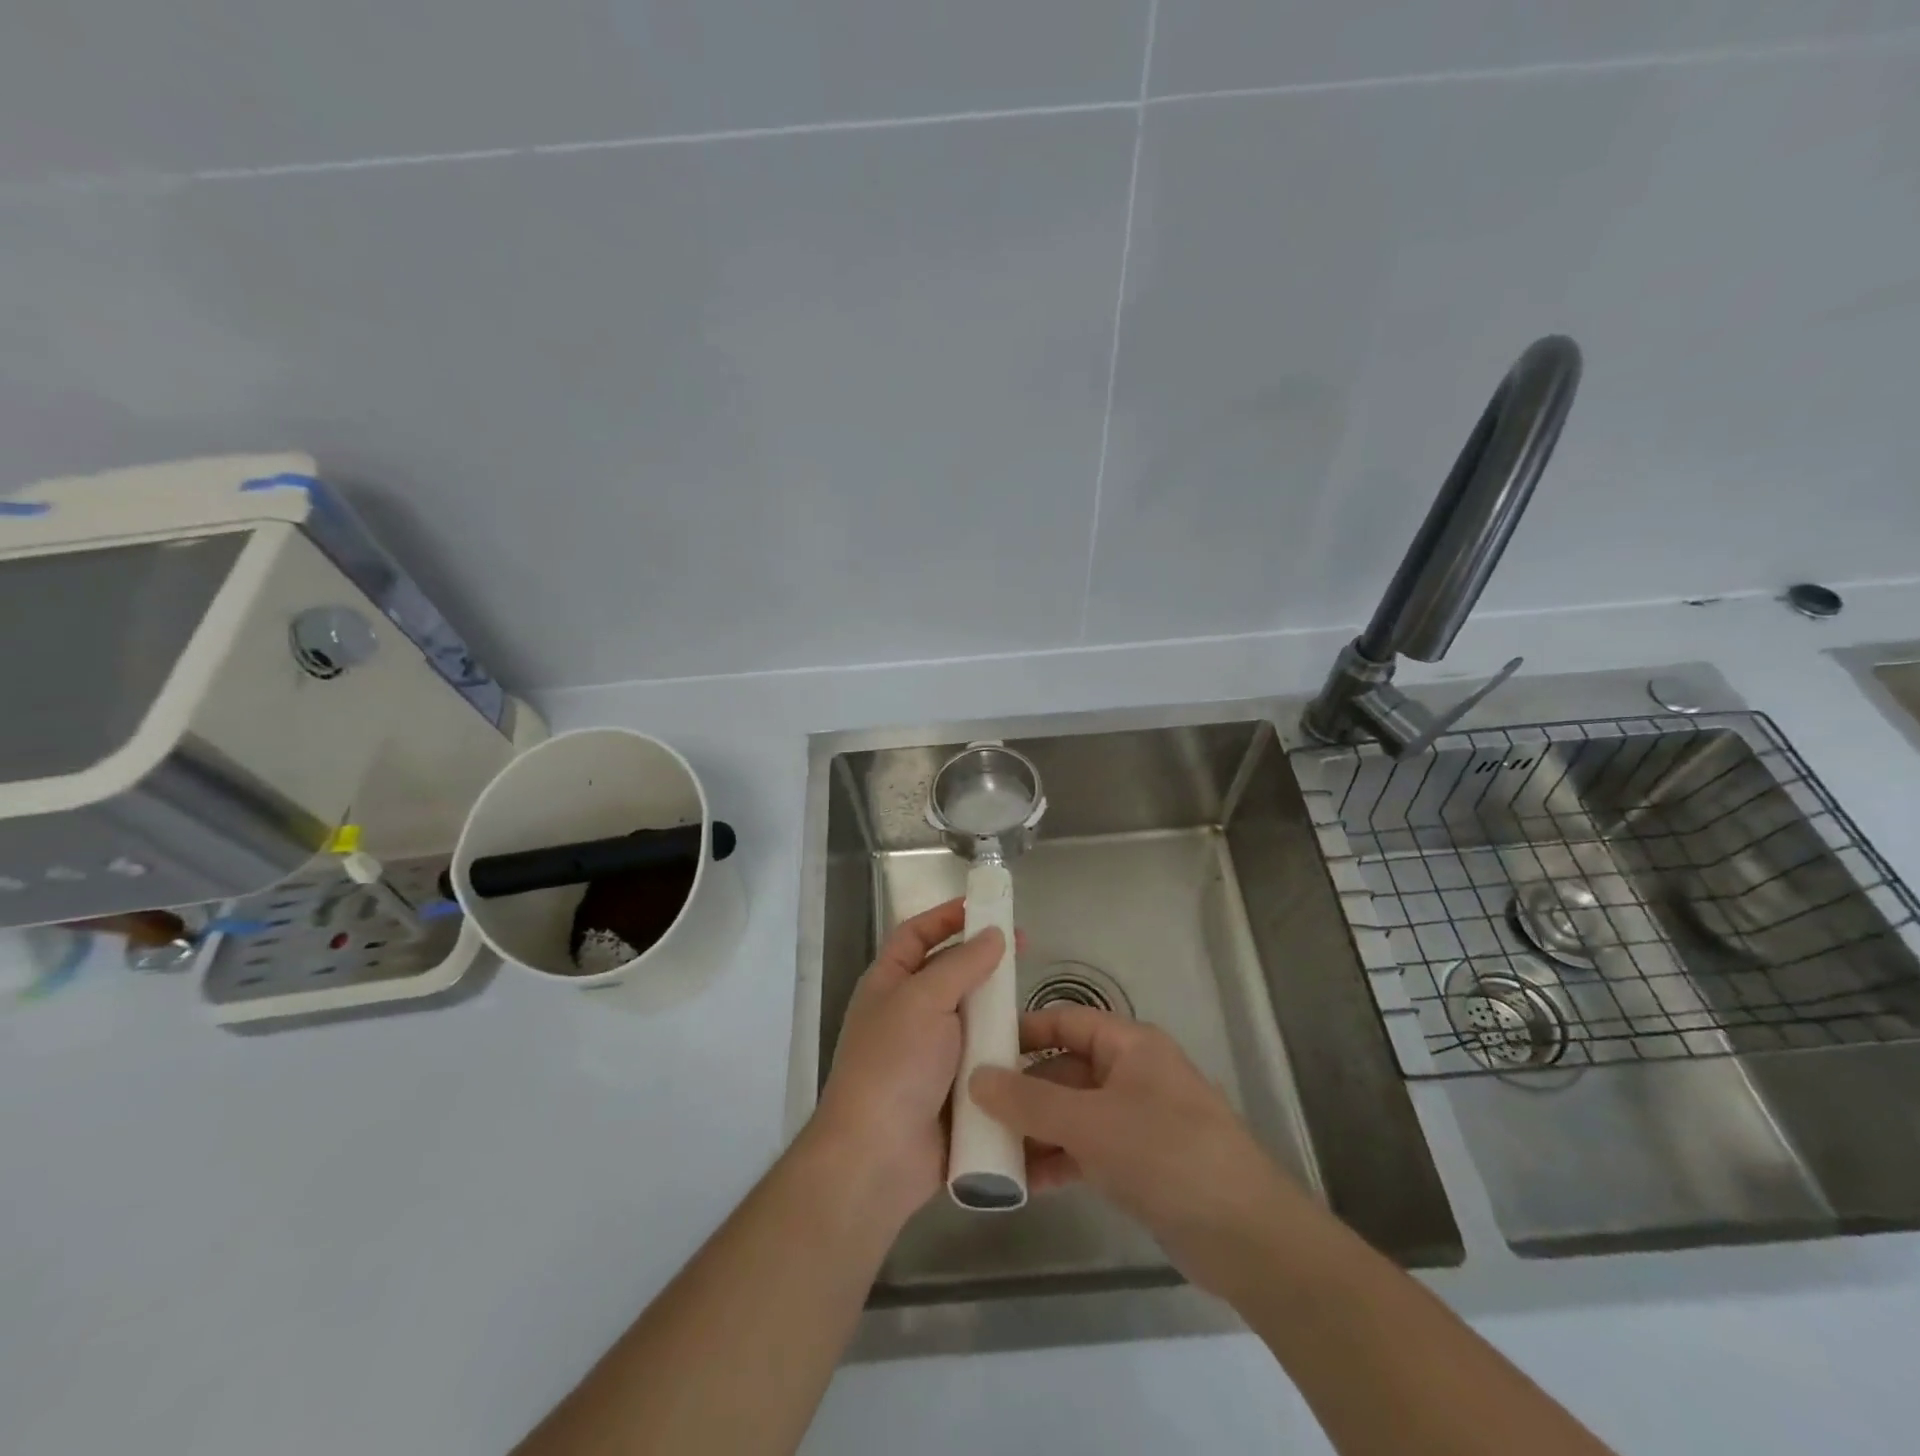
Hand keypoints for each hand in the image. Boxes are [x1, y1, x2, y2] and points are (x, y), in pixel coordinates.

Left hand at [810, 899, 1002, 1230]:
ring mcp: (930, 1055)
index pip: (915, 934)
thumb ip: (961, 964)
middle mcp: (908, 1014)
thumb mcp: (924, 1000)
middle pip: (949, 974)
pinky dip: (1005, 1053)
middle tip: (1025, 950)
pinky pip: (983, 1061)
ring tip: (1034, 999)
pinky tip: (1036, 1048)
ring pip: (971, 1019)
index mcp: (889, 984)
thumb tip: (992, 933)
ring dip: (999, 1009)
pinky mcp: (953, 1091)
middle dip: (984, 962)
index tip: (985, 905)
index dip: (946, 916)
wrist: (878, 1157)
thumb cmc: (894, 1064)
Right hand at [971, 1006, 1312, 1295]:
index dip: (1023, 1030)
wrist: (1247, 1237)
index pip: (1065, 1021)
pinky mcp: (1139, 1163)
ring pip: (1072, 1113)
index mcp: (1129, 1045)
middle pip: (1064, 1069)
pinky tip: (1023, 1184)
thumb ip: (1030, 1101)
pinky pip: (1086, 1149)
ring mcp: (1136, 1120)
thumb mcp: (1091, 1123)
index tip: (977, 1048)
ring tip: (988, 1152)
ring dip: (1035, 1130)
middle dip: (1021, 1090)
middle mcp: (1131, 1073)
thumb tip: (976, 1077)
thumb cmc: (1168, 1154)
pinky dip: (1058, 1161)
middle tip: (972, 1109)